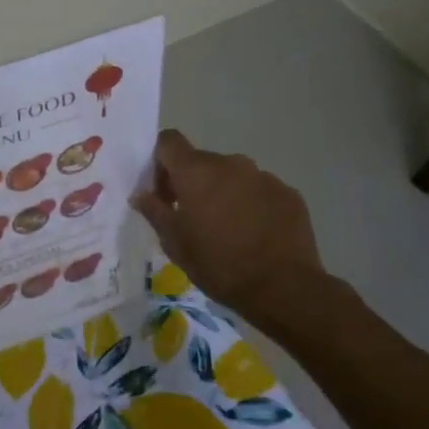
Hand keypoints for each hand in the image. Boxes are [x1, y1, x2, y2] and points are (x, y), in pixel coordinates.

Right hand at [131, 129, 325, 326]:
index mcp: (196, 171)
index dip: (159, 160)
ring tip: (225, 228)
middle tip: (189, 216)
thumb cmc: (218, 264)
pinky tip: (253, 234)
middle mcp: (230, 163)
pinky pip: (258, 190)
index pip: (169, 141)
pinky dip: (250, 204)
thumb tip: (140, 194)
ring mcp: (263, 176)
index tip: (160, 190)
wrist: (283, 287)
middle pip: (200, 161)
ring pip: (231, 175)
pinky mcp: (288, 193)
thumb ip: (155, 211)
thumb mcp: (174, 243)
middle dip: (190, 182)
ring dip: (221, 192)